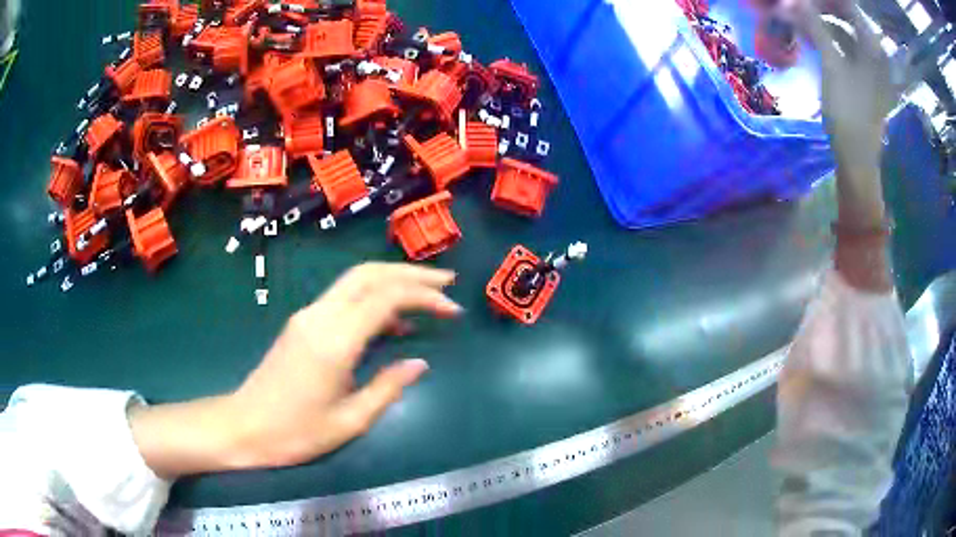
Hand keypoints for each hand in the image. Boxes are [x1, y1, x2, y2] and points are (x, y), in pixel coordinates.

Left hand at [130, 263, 461, 477]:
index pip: (386, 297)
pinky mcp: (302, 323)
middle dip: (411, 273)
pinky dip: (374, 298)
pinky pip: (343, 299)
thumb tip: (419, 364)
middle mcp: (320, 316)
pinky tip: (392, 321)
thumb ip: (388, 387)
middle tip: (447, 281)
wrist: (244, 426)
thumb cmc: (296, 433)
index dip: (424, 296)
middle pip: (369, 274)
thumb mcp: (349, 421)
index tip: (452, 309)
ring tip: (428, 293)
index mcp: (334, 340)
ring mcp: (308, 315)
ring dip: (393, 280)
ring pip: (355, 281)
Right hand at [795, 0, 900, 290]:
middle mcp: (875, 53)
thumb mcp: (832, 66)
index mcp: (873, 48)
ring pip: (843, 31)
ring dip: (820, 23)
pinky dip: (827, 39)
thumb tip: (795, 1)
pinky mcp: (863, 77)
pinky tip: (810, 37)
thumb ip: (815, 27)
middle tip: (796, 7)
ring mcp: (870, 66)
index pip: (848, 6)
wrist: (858, 159)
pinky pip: (844, 47)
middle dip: (819, 8)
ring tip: (797, 20)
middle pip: (845, 16)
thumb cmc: (849, 114)